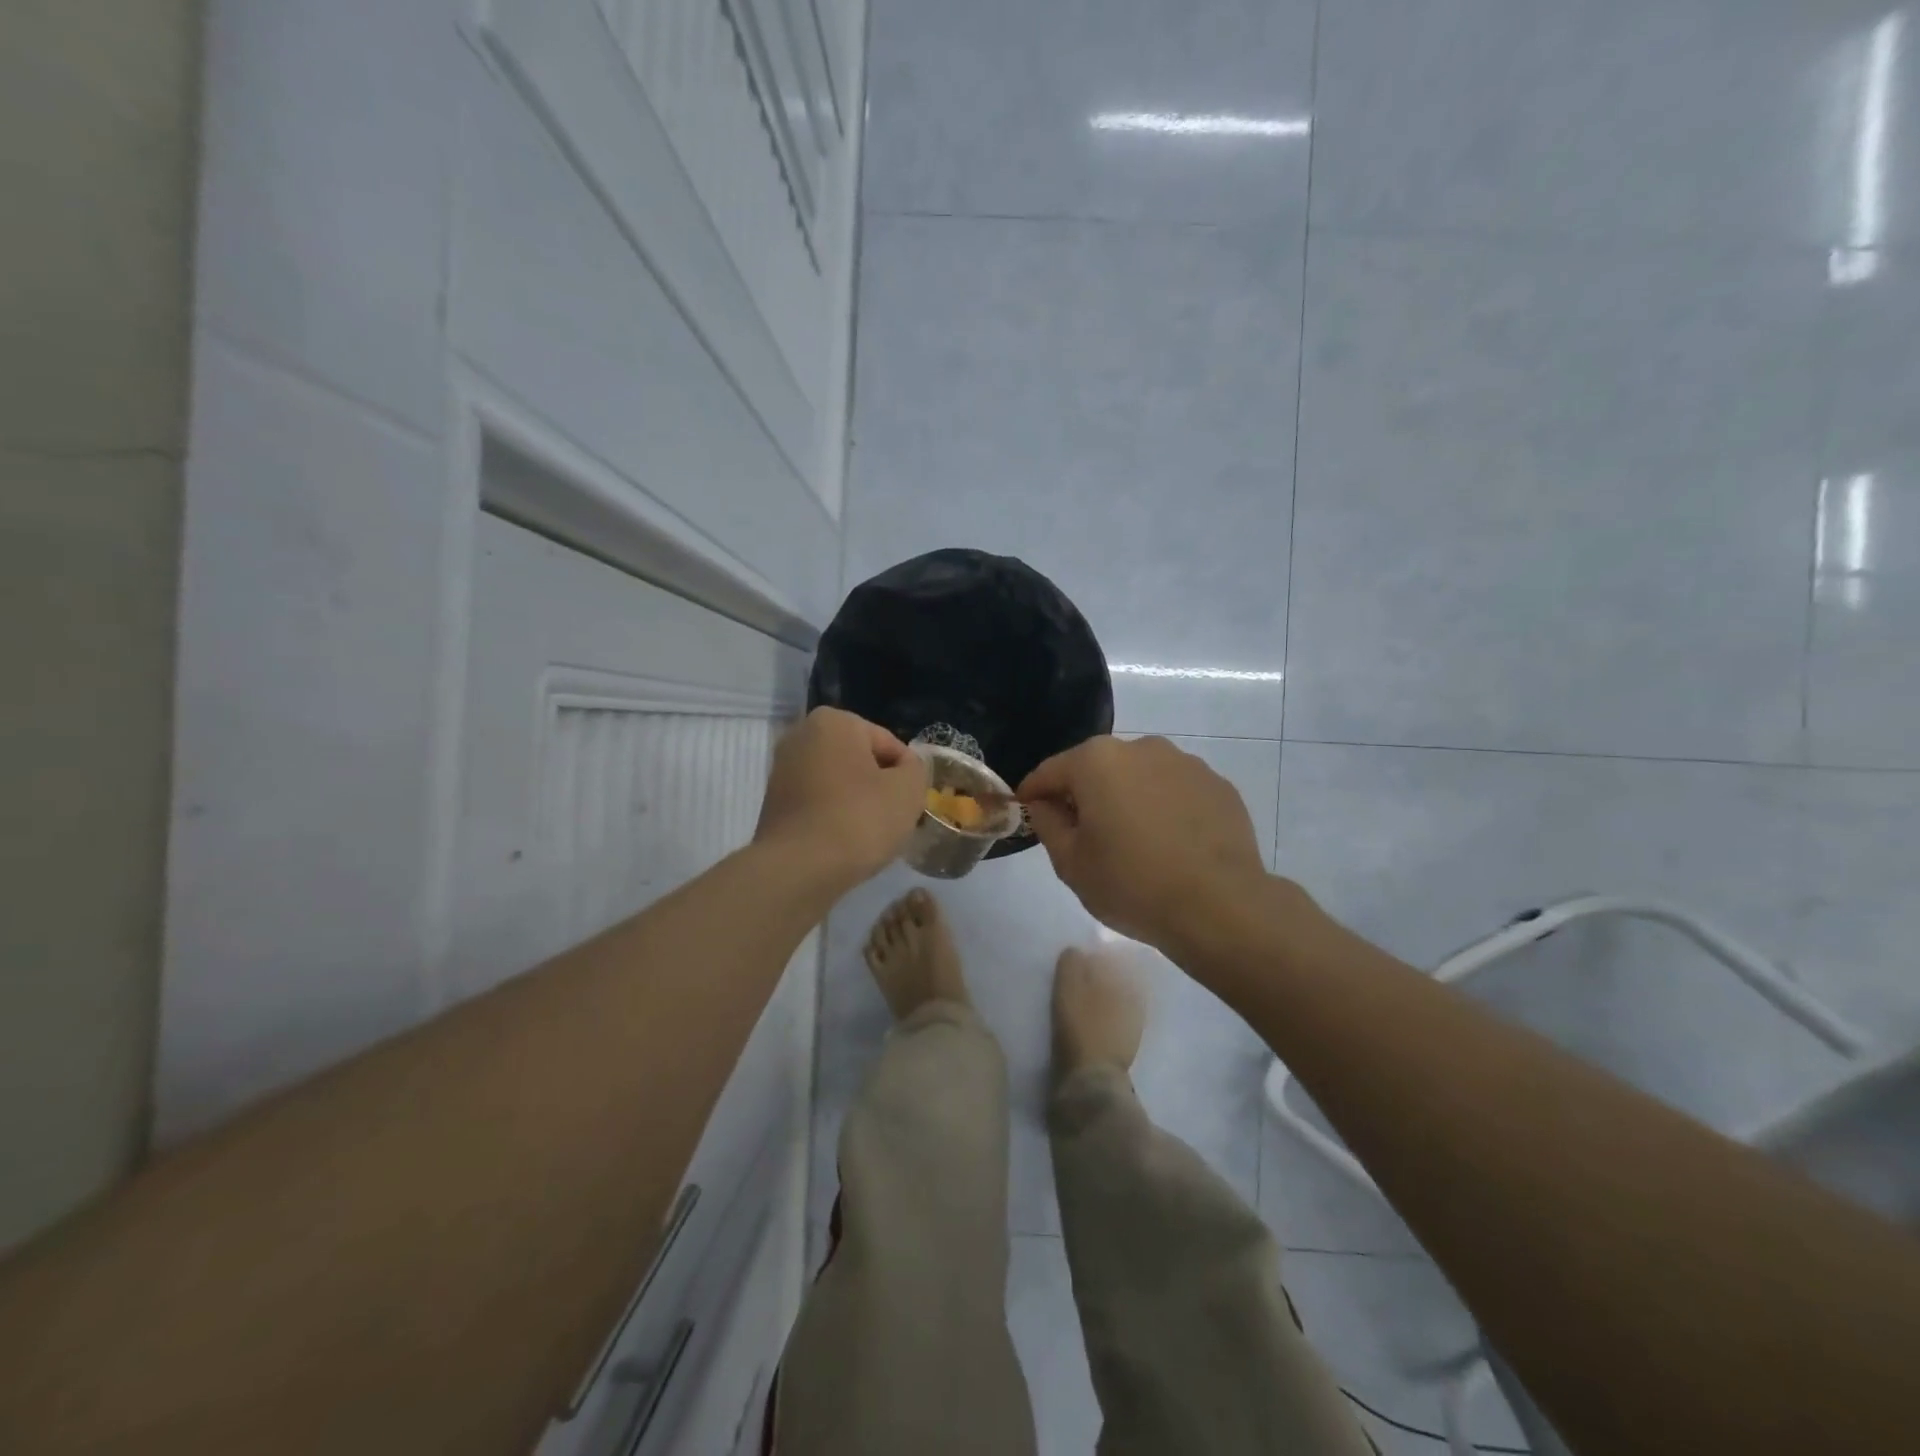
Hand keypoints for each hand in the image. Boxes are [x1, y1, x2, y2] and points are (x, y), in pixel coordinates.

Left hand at [755, 707, 928, 886]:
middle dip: (879, 786)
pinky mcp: (773, 802)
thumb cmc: (859, 819)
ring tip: (870, 835)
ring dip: (857, 802)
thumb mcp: (908, 790)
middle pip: (861, 761)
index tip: (911, 804)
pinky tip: (845, 842)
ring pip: (839, 783)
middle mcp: (801, 735)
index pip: (889, 745)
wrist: (799, 869)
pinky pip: (818, 803)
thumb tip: (904, 769)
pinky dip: (834, 817)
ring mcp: (782, 769)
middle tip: (894, 819)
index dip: (907, 775)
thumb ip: (916, 769)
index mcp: (834, 721)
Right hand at [1020, 736, 1268, 955]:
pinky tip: (1170, 844)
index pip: (1050, 771)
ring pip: (1139, 776)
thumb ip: (1048, 824)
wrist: (1220, 906)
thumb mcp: (1071, 863)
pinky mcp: (1218, 785)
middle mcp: (1141, 748)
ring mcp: (1185, 763)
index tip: (1027, 812)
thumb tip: (1045, 804)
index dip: (1033, 793)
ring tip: (1132, 840)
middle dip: (1084, 794)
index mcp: (1096, 761)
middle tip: (1082, 833)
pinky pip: (1176, 791)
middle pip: (1097, 768)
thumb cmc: (1132, 884)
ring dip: (1127, 798)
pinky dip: (1164, 808)